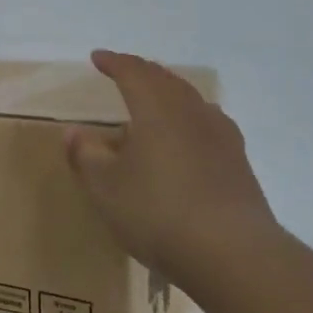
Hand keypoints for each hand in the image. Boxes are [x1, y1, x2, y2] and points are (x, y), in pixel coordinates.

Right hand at [64, 50, 281, 277]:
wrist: (233, 254)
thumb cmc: (158, 212)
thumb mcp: (106, 187)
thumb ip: (86, 155)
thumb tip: (74, 132)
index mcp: (156, 109)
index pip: (133, 72)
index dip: (114, 62)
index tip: (97, 58)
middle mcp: (191, 112)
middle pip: (165, 80)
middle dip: (142, 72)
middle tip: (124, 72)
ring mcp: (221, 136)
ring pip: (190, 100)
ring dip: (168, 94)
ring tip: (153, 104)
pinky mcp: (238, 162)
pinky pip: (207, 123)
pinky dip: (188, 119)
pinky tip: (186, 138)